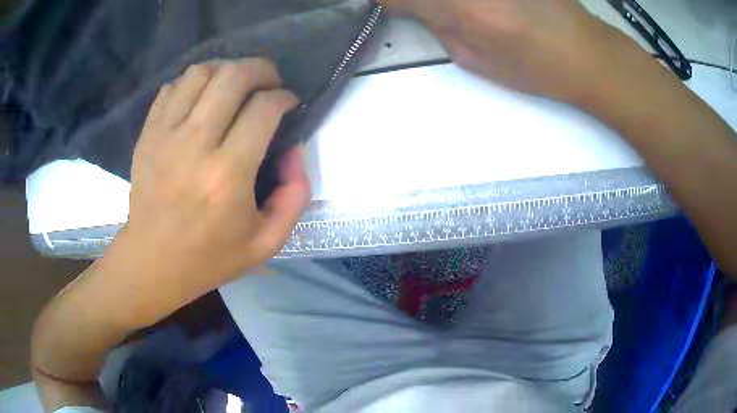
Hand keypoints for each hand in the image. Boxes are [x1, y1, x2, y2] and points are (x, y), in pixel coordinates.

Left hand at [123, 58, 310, 296]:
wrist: (153, 262)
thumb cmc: (209, 257)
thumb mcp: (267, 242)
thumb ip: (294, 196)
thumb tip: (293, 150)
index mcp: (227, 175)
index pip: (264, 108)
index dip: (284, 96)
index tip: (289, 103)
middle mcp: (194, 145)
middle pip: (232, 76)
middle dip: (261, 69)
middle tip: (268, 82)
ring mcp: (165, 136)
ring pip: (200, 73)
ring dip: (226, 71)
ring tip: (235, 87)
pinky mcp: (147, 135)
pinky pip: (172, 88)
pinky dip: (192, 84)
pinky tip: (201, 100)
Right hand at [379, 0, 623, 102]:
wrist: (586, 53)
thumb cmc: (536, 68)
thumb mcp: (479, 62)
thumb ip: (439, 29)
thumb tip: (412, 9)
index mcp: (465, 10)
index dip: (385, 0)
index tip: (384, 5)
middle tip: (415, 9)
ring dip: (440, 1)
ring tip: (458, 14)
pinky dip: (466, 1)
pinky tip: (477, 9)